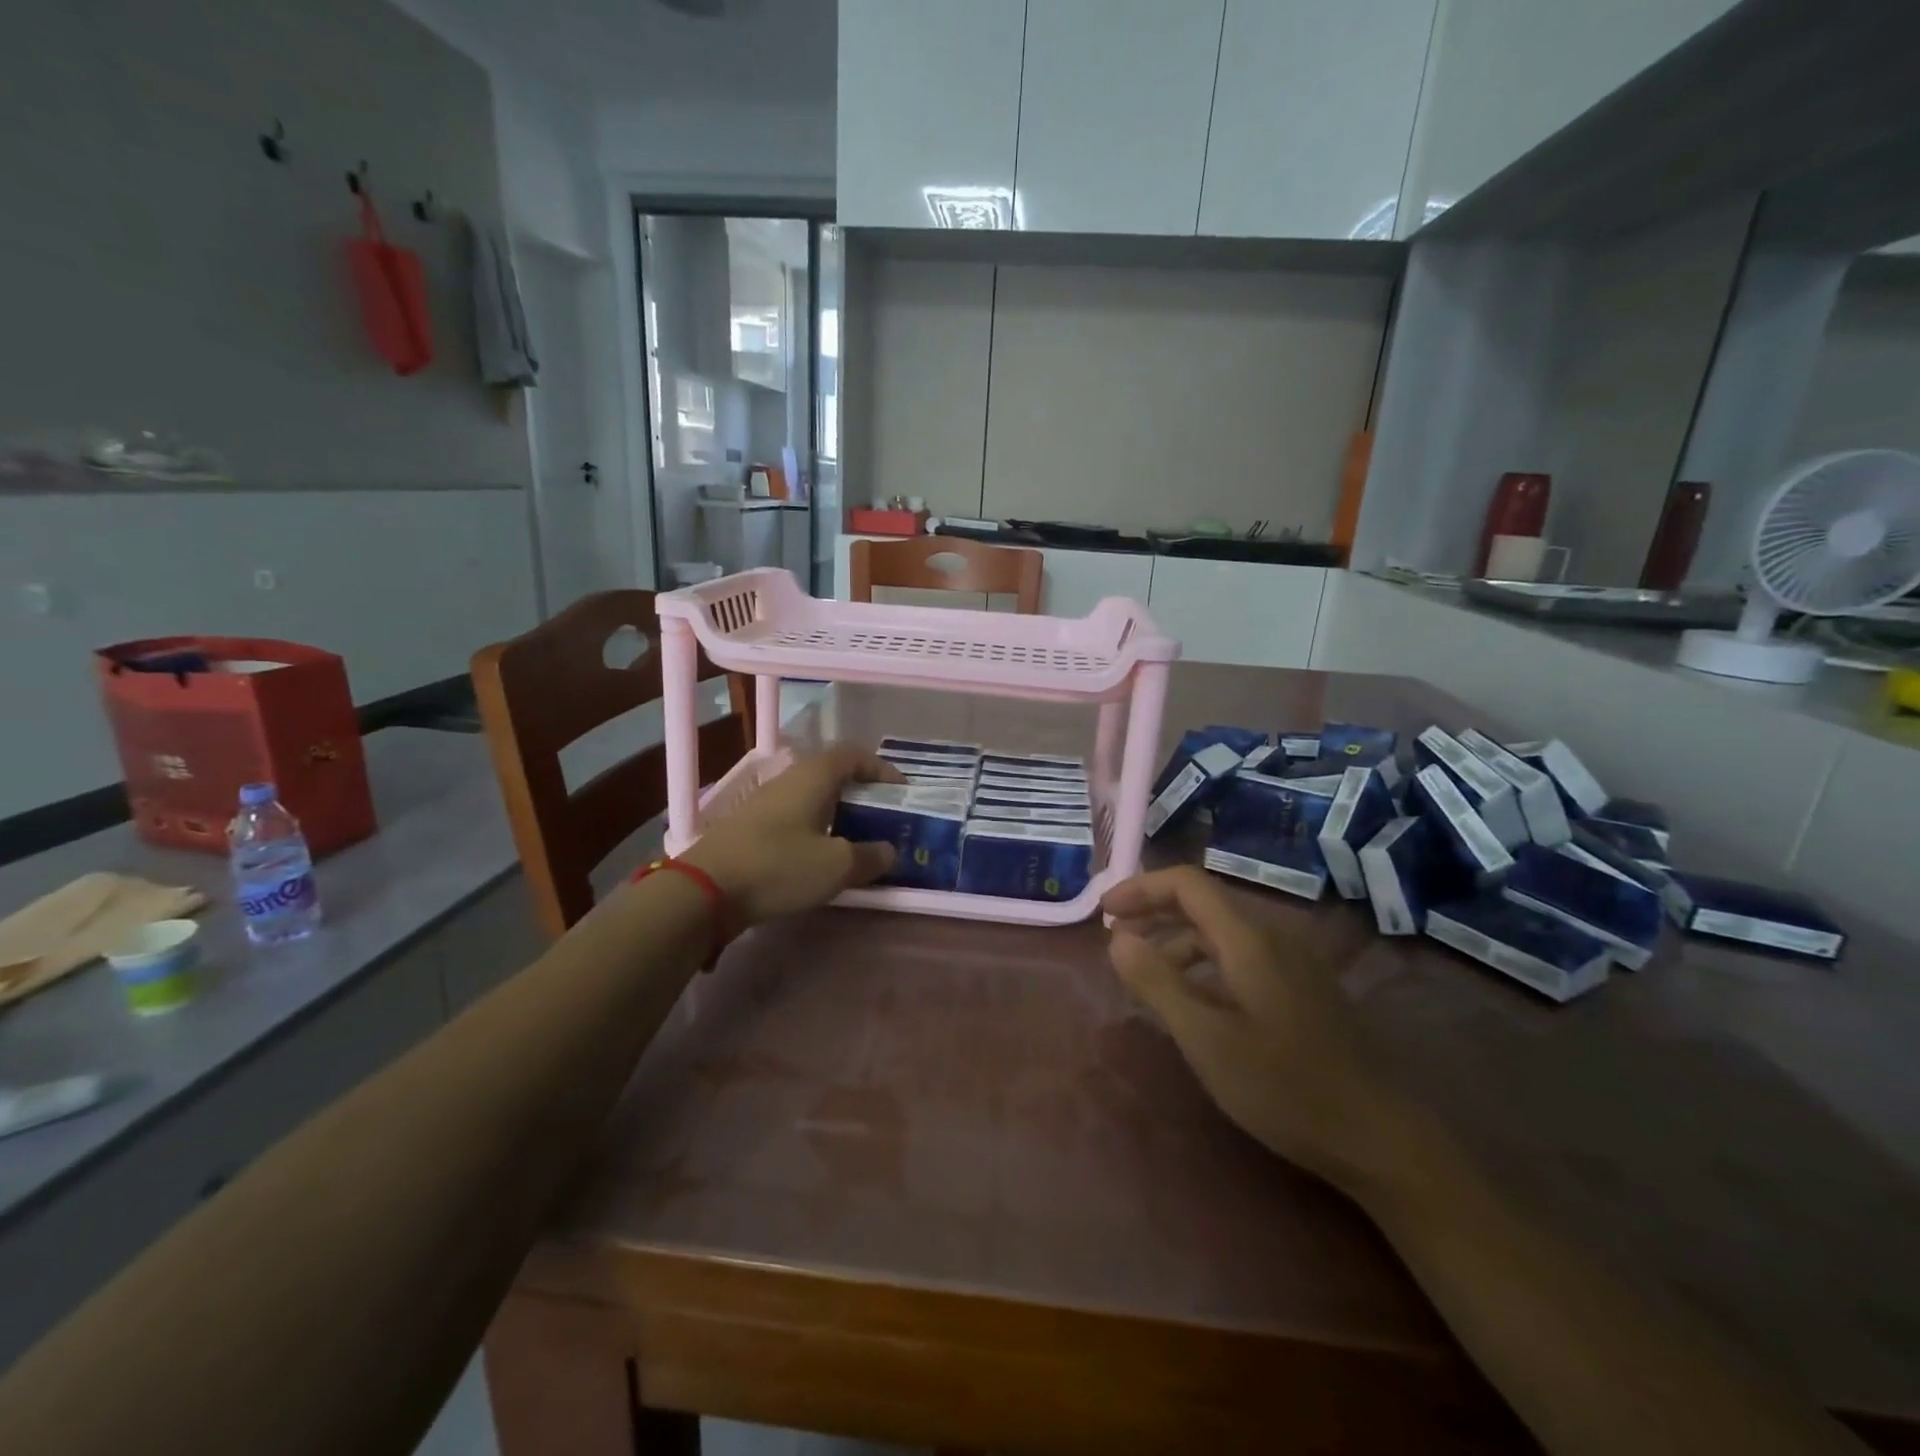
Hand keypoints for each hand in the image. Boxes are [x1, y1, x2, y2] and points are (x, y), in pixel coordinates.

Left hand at [682, 746, 904, 925]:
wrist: (705, 889)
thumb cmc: (779, 866)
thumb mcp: (836, 866)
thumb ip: (870, 857)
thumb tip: (889, 851)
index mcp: (813, 776)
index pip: (854, 755)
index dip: (882, 768)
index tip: (901, 791)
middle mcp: (789, 780)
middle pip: (833, 774)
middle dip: (862, 793)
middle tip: (883, 818)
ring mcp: (765, 803)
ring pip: (812, 798)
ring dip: (838, 813)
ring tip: (858, 840)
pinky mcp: (751, 828)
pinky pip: (795, 818)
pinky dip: (816, 830)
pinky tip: (821, 858)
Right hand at [1102, 866, 1415, 1194]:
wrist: (1380, 1138)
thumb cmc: (1284, 1086)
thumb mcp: (1206, 1038)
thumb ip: (1157, 982)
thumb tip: (1118, 938)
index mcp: (1249, 939)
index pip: (1187, 883)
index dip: (1141, 888)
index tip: (1105, 913)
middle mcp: (1274, 938)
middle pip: (1204, 904)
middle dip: (1154, 913)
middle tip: (1116, 942)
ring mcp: (1294, 964)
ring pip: (1222, 933)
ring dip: (1177, 942)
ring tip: (1147, 978)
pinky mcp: (1304, 990)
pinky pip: (1242, 957)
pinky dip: (1205, 965)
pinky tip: (1195, 1002)